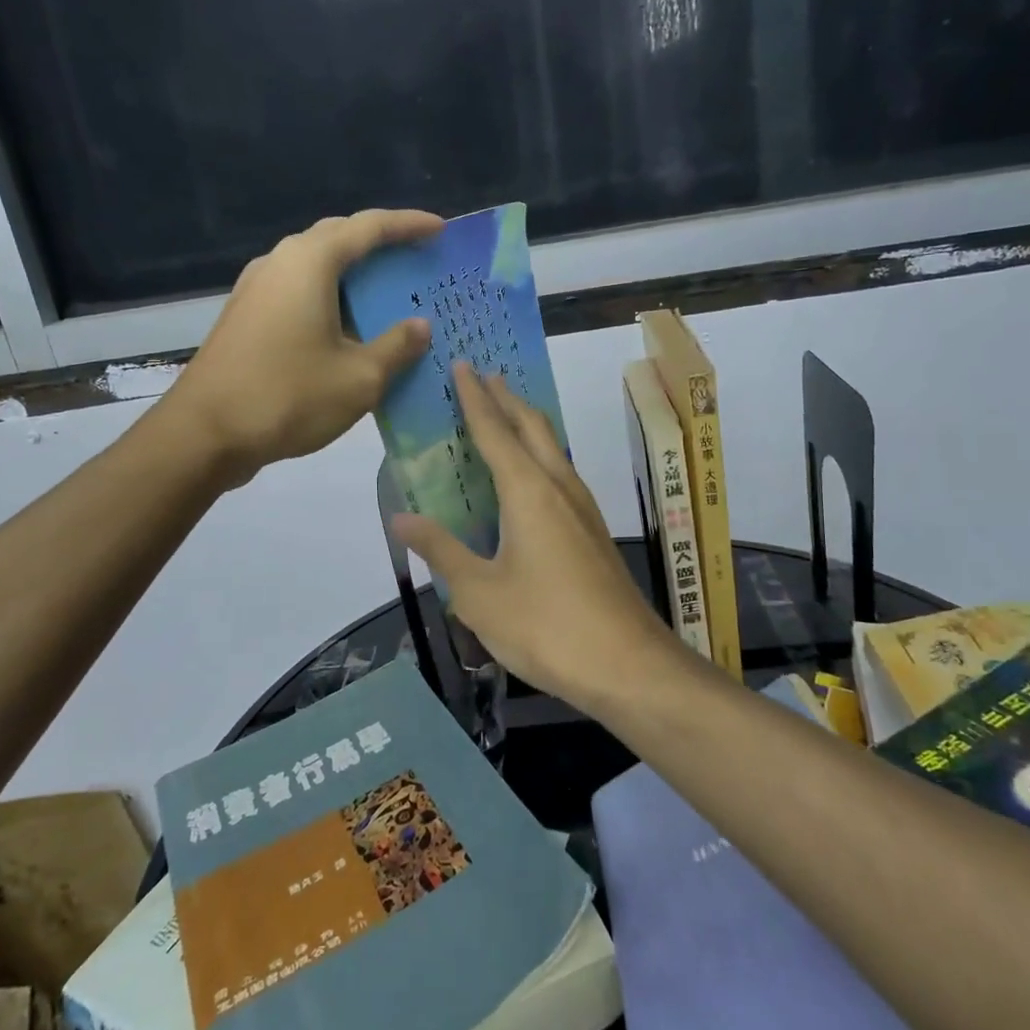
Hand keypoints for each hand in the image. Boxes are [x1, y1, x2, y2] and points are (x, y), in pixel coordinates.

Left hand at [160, 209, 442, 485]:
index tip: (440, 229)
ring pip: (316, 266)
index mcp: (310, 262)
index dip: (409, 225)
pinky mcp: (247, 315)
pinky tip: (350, 327)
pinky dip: (332, 298)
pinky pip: (300, 291)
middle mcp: (280, 262)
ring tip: (389, 293)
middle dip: (381, 244)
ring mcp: (257, 288)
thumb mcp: (359, 377)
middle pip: (339, 238)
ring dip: (355, 274)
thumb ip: (397, 346)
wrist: (204, 434)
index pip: (369, 227)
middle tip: (417, 259)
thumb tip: (420, 326)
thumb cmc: (288, 396)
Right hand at [394, 362, 678, 714]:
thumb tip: (402, 517)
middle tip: (483, 376)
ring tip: (504, 416)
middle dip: (506, 398)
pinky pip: (560, 474)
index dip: (475, 397)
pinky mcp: (593, 531)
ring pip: (552, 448)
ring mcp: (582, 508)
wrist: (628, 664)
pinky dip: (539, 456)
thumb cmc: (546, 626)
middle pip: (532, 427)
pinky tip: (530, 479)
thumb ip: (441, 550)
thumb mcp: (478, 593)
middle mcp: (559, 487)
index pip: (494, 430)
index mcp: (528, 491)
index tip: (462, 364)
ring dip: (527, 424)